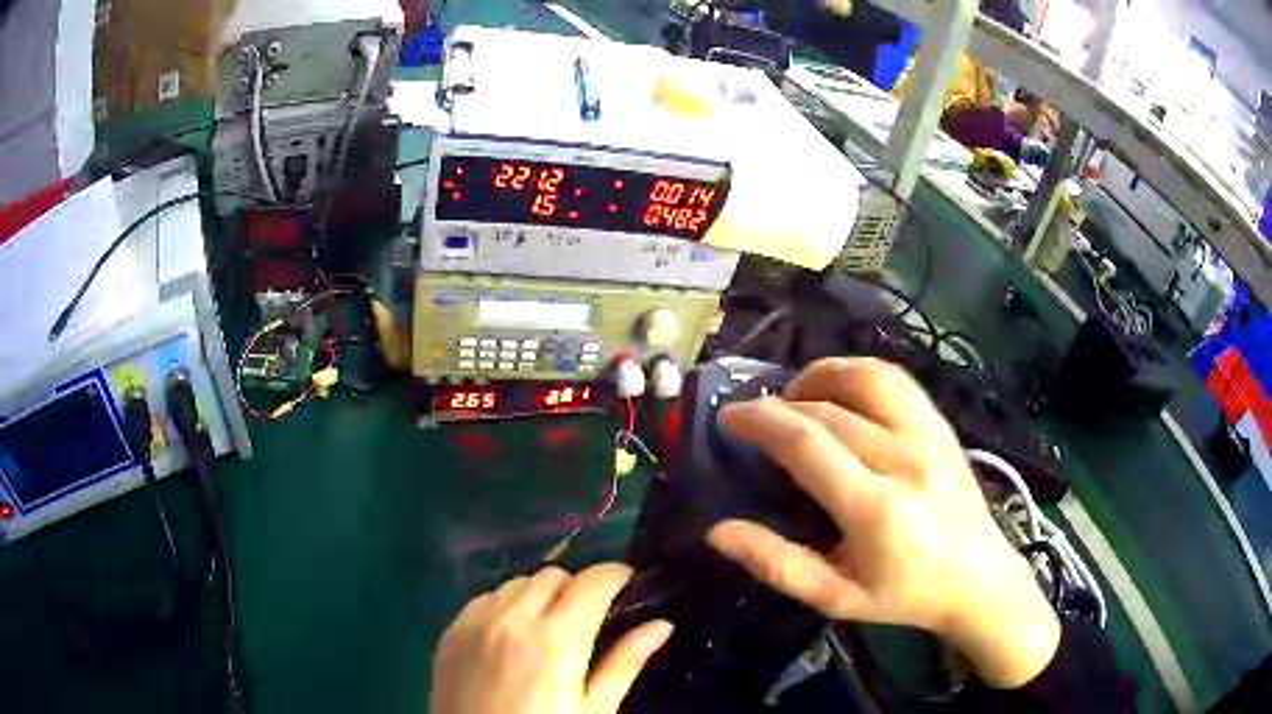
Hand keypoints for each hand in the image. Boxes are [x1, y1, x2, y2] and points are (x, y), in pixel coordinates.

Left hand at [431, 564, 673, 713]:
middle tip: (589, 615)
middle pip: (553, 576)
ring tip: (548, 625)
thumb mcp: (594, 710)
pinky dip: (505, 605)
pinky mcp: (451, 632)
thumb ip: (625, 663)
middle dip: (577, 587)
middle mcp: (513, 619)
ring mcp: (476, 623)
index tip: (627, 581)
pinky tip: (511, 634)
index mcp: (556, 640)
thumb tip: (661, 626)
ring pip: (516, 583)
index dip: (615, 575)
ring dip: (539, 594)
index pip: (592, 583)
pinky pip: (484, 599)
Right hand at [707, 358, 1059, 687]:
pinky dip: (857, 374)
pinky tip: (840, 392)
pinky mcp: (941, 425)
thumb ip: (776, 564)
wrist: (977, 578)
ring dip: (819, 376)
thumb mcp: (834, 597)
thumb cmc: (904, 595)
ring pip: (865, 378)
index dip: (760, 421)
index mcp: (875, 508)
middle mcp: (904, 459)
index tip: (728, 417)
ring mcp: (928, 435)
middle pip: (827, 409)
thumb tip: (719, 531)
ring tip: (794, 396)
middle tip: (752, 418)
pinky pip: (894, 381)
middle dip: (778, 405)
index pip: (806, 443)